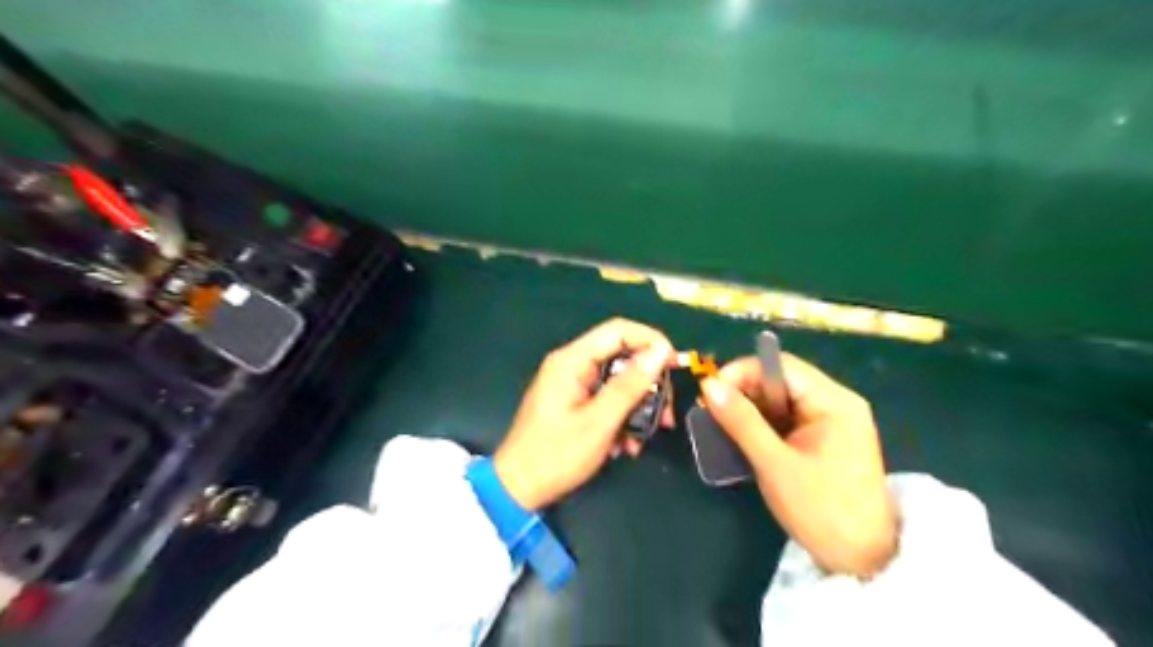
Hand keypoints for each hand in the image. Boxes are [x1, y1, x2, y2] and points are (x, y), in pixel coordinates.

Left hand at [494, 316, 677, 510]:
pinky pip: (607, 398)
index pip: (619, 330)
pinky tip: (627, 444)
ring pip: (618, 380)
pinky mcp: (574, 401)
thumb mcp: (599, 422)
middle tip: (665, 413)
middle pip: (622, 356)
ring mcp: (572, 383)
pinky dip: (622, 417)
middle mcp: (571, 364)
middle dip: (648, 383)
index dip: (651, 341)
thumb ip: (630, 385)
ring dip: (638, 406)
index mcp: (572, 361)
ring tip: (647, 435)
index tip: (675, 364)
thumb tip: (660, 352)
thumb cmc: (556, 455)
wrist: (518, 488)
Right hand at [704, 355, 898, 576]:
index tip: (711, 391)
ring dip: (751, 408)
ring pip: (781, 398)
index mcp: (834, 401)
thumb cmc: (821, 510)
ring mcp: (833, 420)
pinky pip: (787, 417)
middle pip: (781, 379)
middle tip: (712, 410)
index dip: (742, 372)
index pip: (781, 366)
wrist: (863, 559)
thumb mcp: (774, 463)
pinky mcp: (826, 437)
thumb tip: (708, 385)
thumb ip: (741, 421)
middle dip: (744, 391)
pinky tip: (744, 437)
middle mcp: (836, 402)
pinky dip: (763, 423)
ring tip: (722, 424)